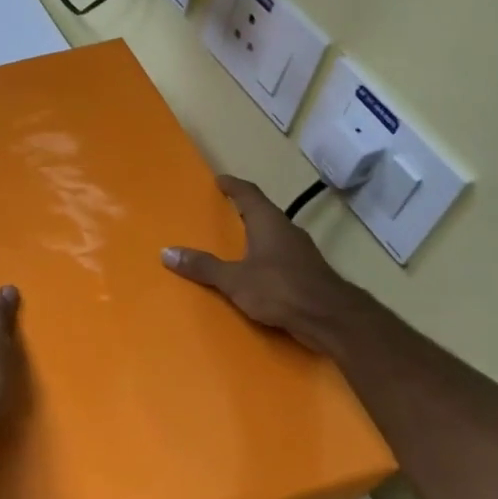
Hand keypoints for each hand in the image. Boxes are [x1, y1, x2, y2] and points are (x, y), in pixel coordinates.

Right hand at [163, 175, 364, 354]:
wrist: (330, 318)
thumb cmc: (280, 289)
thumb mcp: (234, 279)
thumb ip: (203, 266)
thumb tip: (167, 252)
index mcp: (269, 223)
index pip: (249, 194)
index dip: (234, 186)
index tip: (220, 180)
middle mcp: (287, 231)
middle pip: (263, 213)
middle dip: (244, 211)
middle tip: (223, 212)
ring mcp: (301, 253)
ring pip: (274, 236)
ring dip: (255, 236)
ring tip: (235, 244)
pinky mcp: (308, 273)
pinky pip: (280, 258)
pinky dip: (264, 258)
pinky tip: (255, 273)